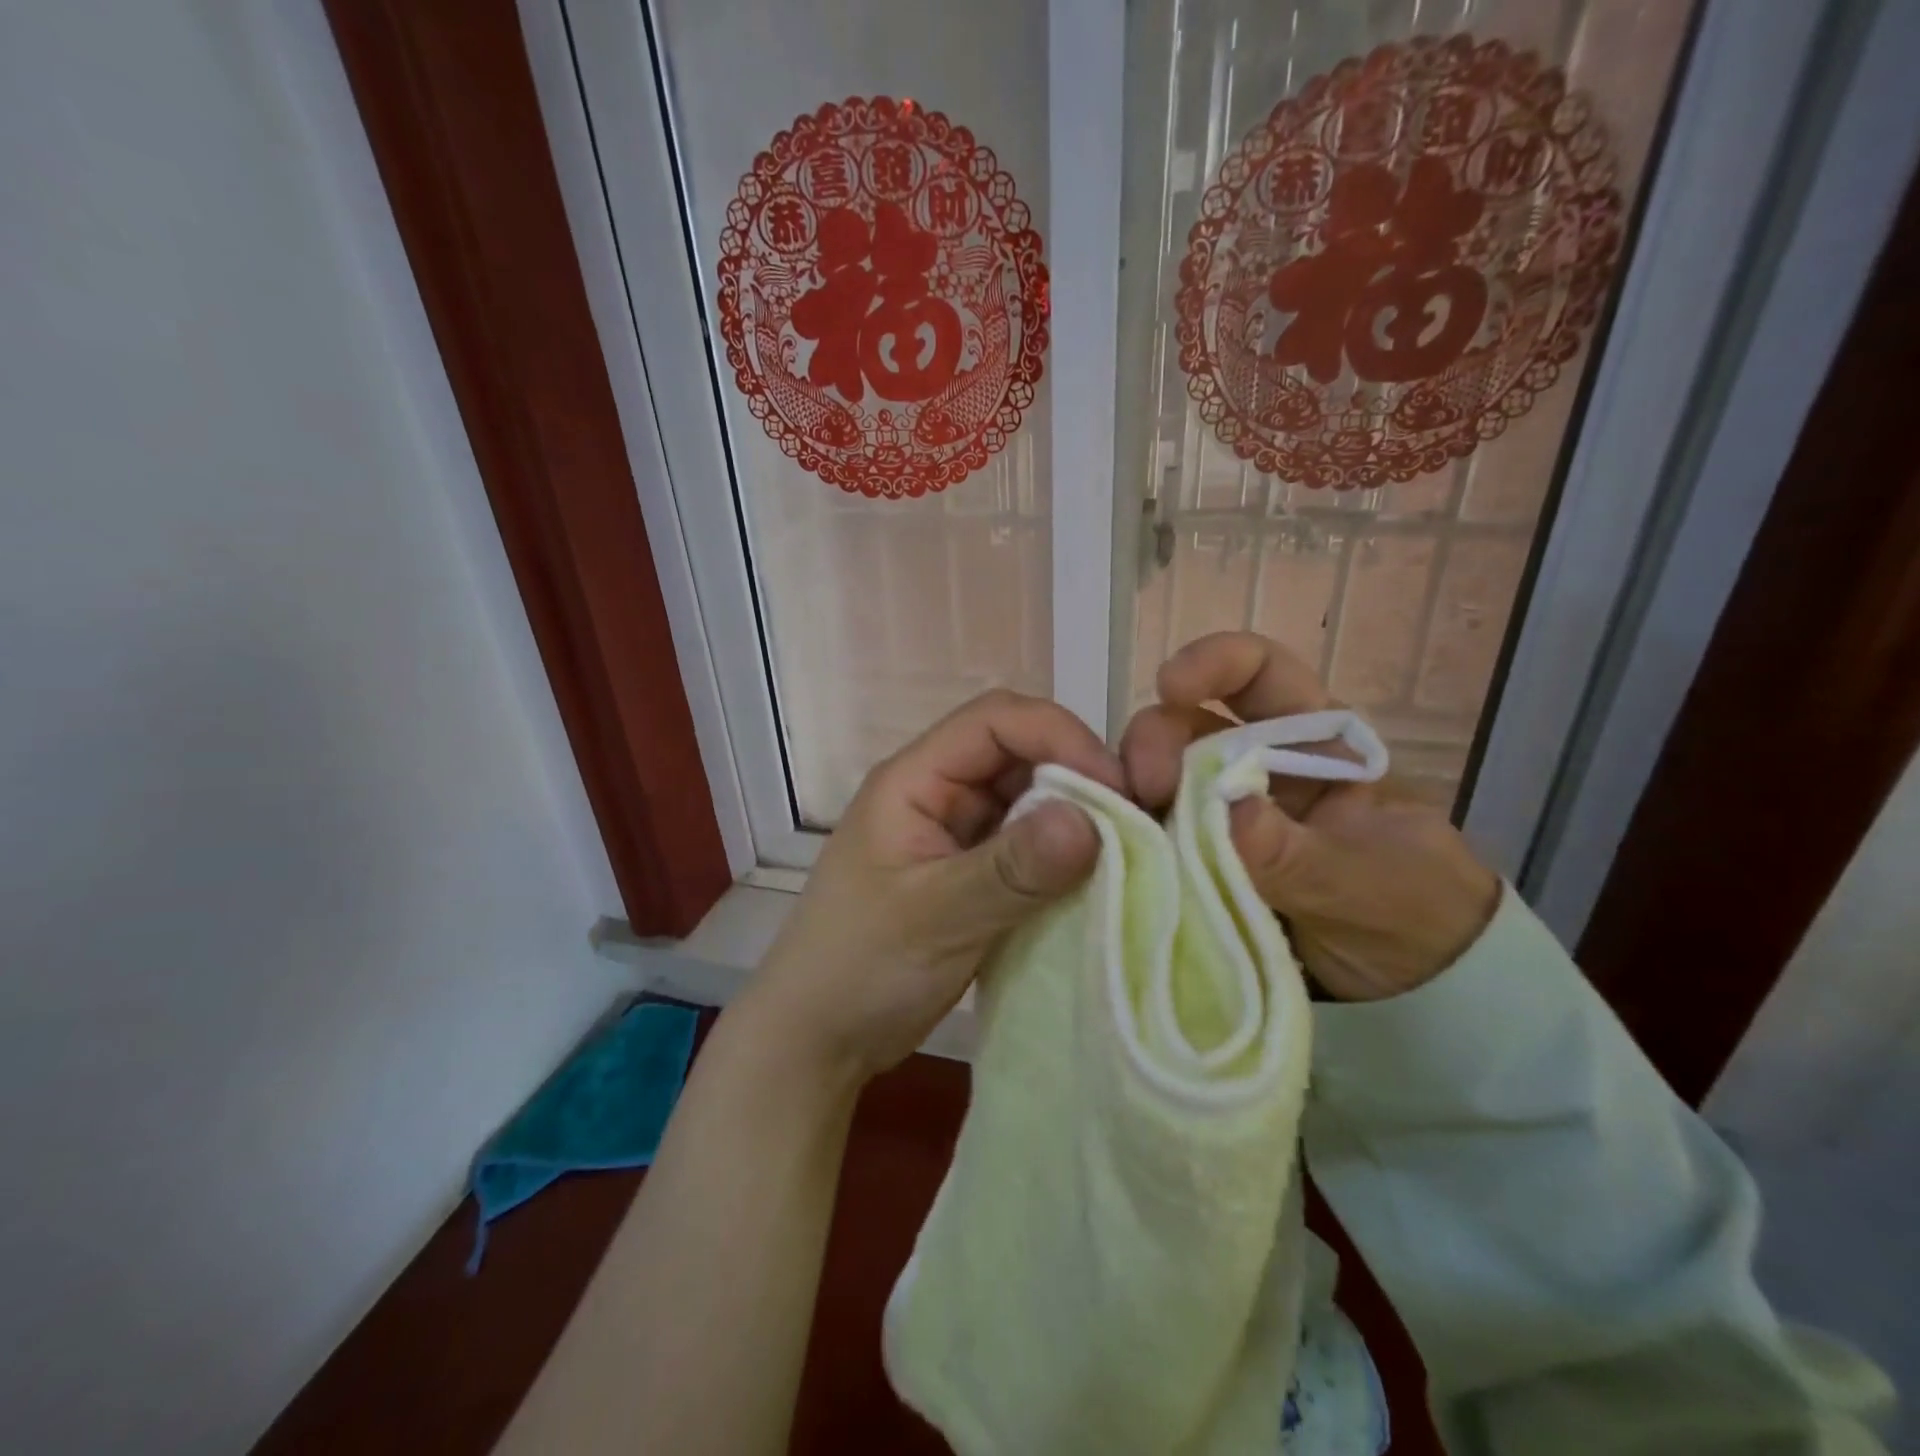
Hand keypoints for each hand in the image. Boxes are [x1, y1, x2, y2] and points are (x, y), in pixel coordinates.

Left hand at [750, 689, 1120, 1080]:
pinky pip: (1030, 847)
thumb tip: (1093, 820)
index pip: (995, 721)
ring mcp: (958, 835)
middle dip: (1079, 777)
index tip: (1117, 788)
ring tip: (1128, 854)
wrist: (818, 1039)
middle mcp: (940, 794)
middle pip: (1020, 754)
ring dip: (1076, 819)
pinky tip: (1097, 882)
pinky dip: (1064, 858)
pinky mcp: (975, 875)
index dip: (1060, 737)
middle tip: (1136, 824)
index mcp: (915, 779)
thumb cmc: (858, 968)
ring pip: (1031, 801)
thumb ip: (1010, 869)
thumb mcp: (933, 916)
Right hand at [1122, 632, 1499, 1000]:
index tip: (1169, 687)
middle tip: (1143, 790)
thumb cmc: (1414, 911)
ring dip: (1132, 793)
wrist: (1417, 990)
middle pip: (1188, 724)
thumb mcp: (1362, 881)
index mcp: (1312, 740)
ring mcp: (1220, 811)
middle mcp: (1256, 763)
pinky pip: (1154, 833)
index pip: (1258, 672)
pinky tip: (1119, 853)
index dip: (1213, 663)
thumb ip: (1292, 852)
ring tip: (1122, 830)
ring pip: (1159, 777)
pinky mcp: (1197, 856)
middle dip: (1156, 742)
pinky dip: (1132, 837)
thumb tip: (1222, 811)